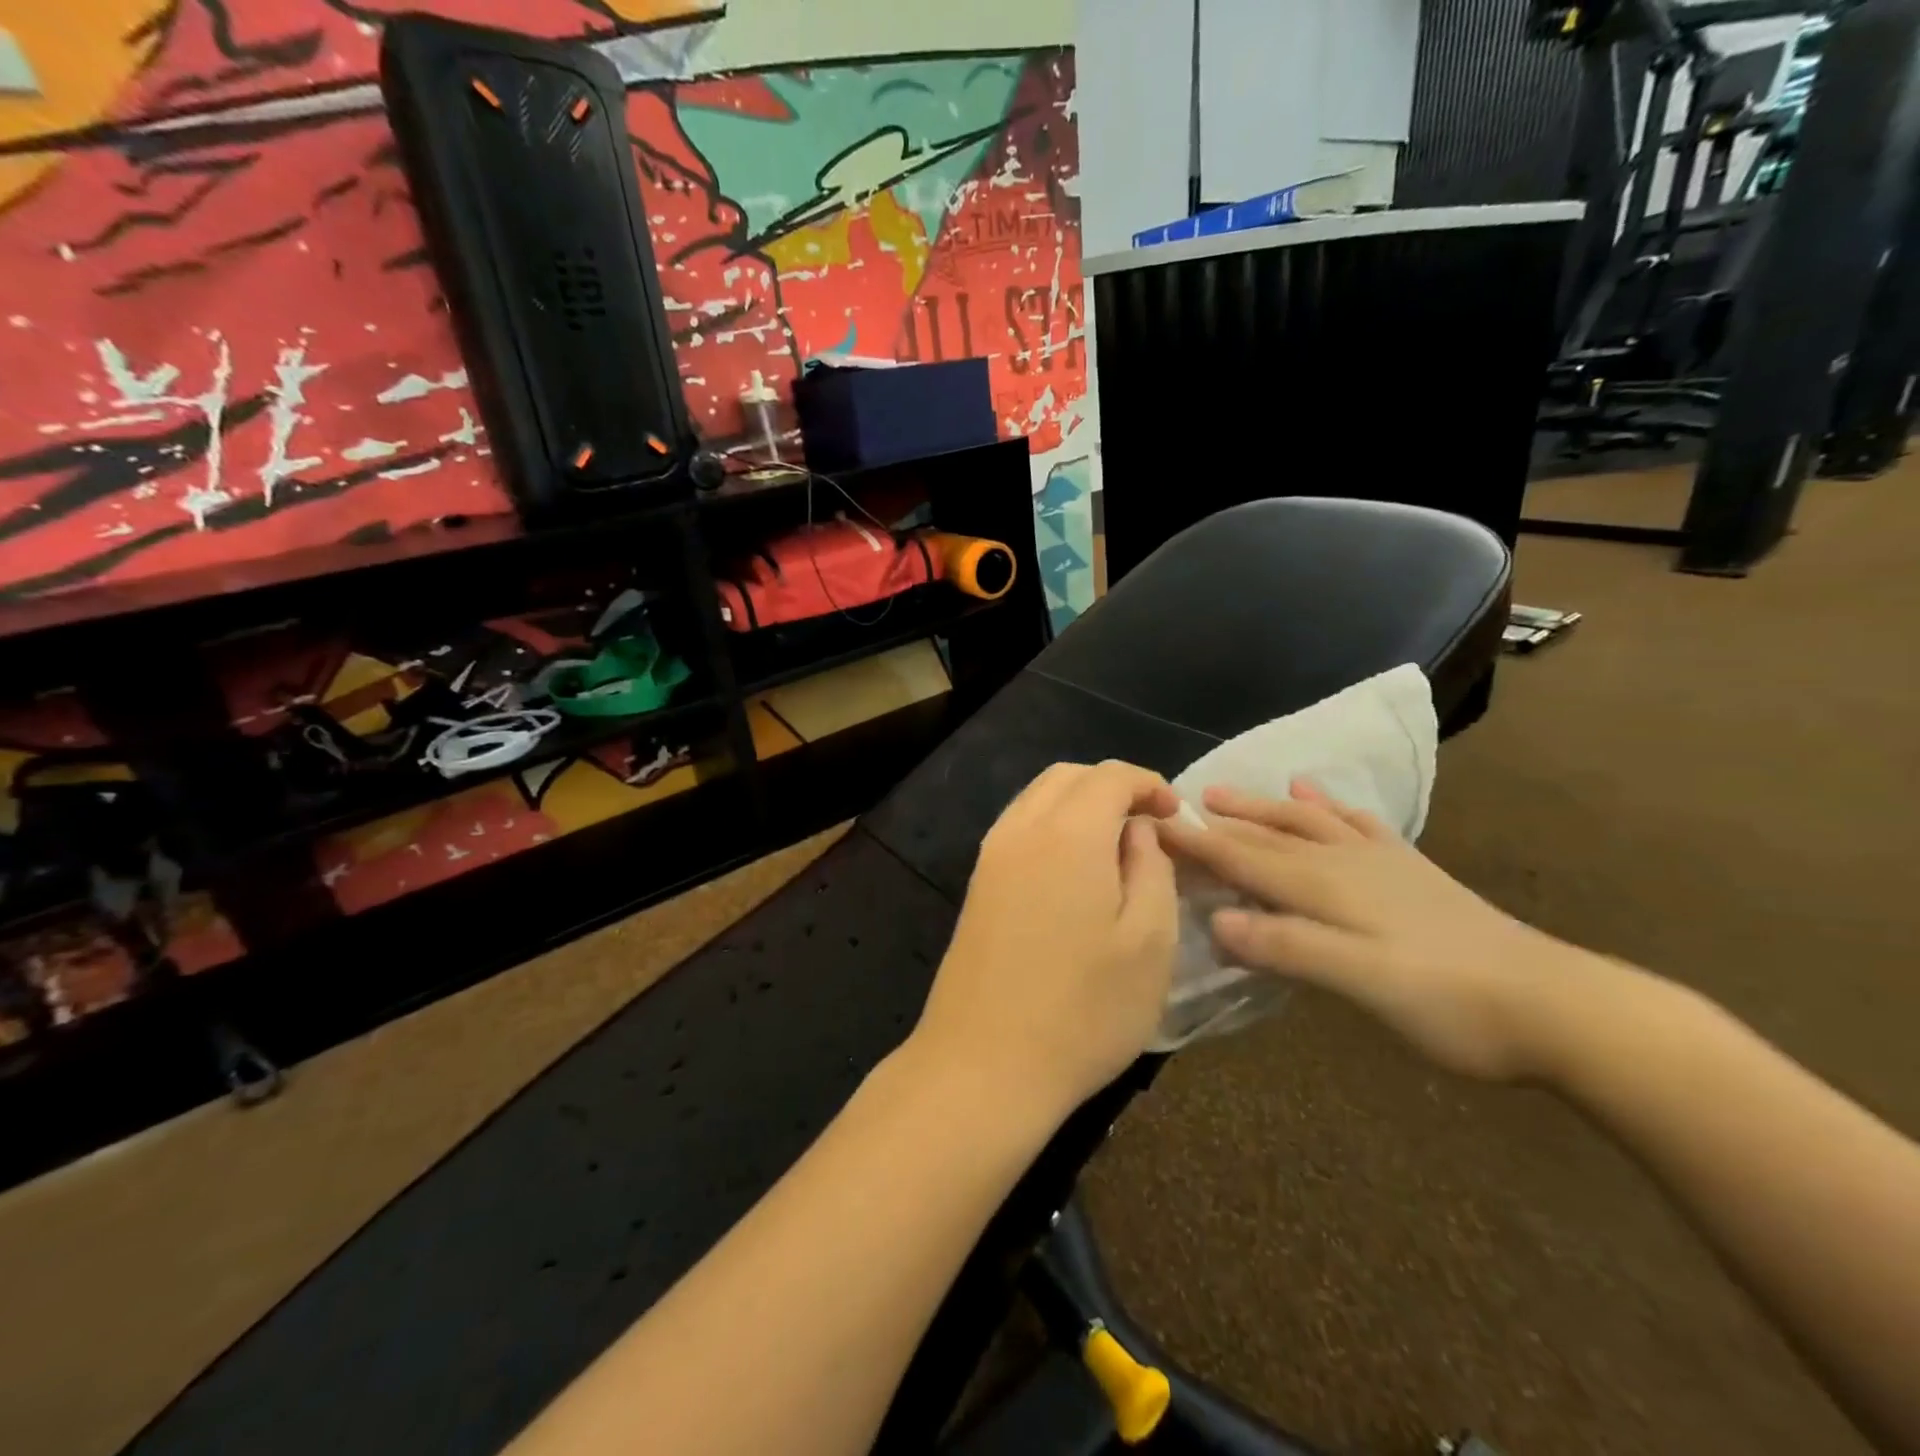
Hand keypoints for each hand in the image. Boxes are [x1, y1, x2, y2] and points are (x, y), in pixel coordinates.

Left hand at [912, 761, 1181, 1123]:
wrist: (983, 1064)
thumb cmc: (1083, 1010)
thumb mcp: (1149, 943)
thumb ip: (1151, 868)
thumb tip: (1137, 829)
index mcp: (1068, 833)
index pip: (1109, 775)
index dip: (1148, 783)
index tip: (1176, 814)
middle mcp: (1021, 829)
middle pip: (1068, 777)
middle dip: (1112, 787)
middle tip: (1149, 825)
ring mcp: (990, 856)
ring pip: (1037, 798)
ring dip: (1079, 803)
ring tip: (1116, 846)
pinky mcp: (976, 885)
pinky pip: (1018, 827)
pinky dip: (1051, 825)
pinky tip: (1074, 870)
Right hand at [1156, 781, 1587, 1081]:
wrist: (1556, 1005)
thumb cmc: (1450, 1002)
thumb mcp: (1362, 983)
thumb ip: (1289, 948)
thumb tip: (1216, 922)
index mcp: (1325, 887)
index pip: (1243, 857)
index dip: (1196, 843)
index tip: (1153, 825)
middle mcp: (1345, 863)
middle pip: (1268, 835)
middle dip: (1220, 821)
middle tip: (1176, 806)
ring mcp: (1381, 864)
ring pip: (1306, 823)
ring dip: (1263, 807)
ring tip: (1230, 792)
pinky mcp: (1411, 874)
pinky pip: (1359, 827)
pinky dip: (1332, 809)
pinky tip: (1324, 799)